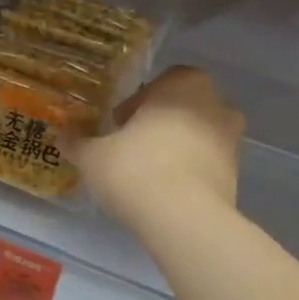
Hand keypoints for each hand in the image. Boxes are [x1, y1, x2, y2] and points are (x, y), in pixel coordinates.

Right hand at [72, 67, 243, 233]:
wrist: (183, 219)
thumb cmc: (136, 169)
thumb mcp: (93, 156)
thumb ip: (78, 142)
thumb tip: (62, 134)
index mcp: (184, 85)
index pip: (163, 81)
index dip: (139, 101)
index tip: (120, 123)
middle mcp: (216, 105)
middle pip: (185, 108)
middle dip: (161, 123)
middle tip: (132, 146)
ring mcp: (231, 142)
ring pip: (199, 137)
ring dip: (178, 149)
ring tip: (147, 173)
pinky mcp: (235, 177)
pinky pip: (207, 166)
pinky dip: (189, 174)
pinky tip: (164, 194)